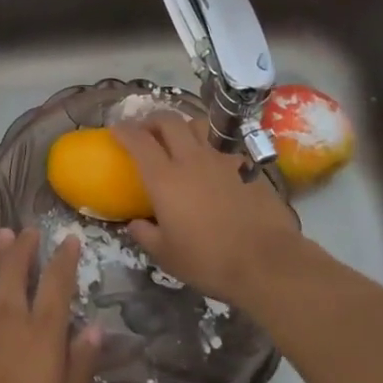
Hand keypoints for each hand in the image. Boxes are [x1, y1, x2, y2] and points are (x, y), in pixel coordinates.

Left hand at [0, 227, 101, 382]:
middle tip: (30, 230)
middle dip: (25, 246)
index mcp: (41, 333)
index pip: (56, 285)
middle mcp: (10, 315)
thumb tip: (96, 329)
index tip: (70, 239)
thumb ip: (80, 368)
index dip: (64, 259)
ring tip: (5, 234)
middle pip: (17, 269)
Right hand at [112, 112, 304, 308]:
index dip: (124, 130)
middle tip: (147, 131)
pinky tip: (213, 166)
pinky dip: (210, 148)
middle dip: (153, 120)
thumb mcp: (167, 256)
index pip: (139, 141)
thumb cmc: (209, 261)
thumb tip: (134, 223)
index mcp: (165, 178)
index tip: (116, 129)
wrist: (267, 262)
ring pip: (198, 125)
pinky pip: (222, 146)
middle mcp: (191, 159)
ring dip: (183, 127)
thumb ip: (145, 235)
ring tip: (180, 140)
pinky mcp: (245, 166)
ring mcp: (221, 160)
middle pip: (168, 121)